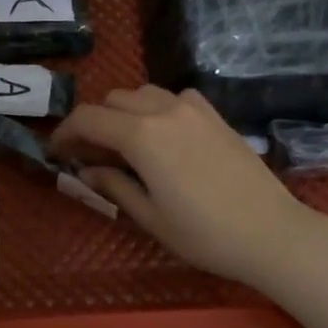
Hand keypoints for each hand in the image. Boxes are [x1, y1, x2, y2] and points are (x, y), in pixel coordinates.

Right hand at [48, 86, 311, 287]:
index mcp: (142, 136)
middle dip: (93, 123)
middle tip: (89, 156)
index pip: (87, 119)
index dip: (64, 133)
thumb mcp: (149, 217)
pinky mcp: (214, 115)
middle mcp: (164, 110)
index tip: (56, 152)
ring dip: (123, 113)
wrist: (271, 232)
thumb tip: (86, 171)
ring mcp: (193, 108)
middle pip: (112, 100)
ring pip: (142, 93)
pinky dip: (154, 109)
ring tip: (123, 146)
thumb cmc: (204, 234)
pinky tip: (161, 138)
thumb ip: (113, 185)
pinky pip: (173, 98)